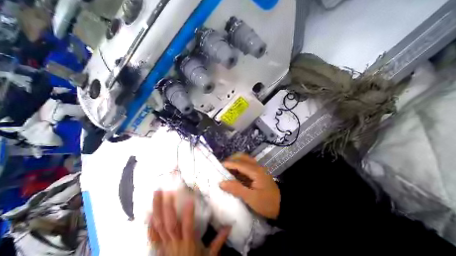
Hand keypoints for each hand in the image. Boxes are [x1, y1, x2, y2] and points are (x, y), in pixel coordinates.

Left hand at [150, 191, 231, 254]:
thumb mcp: (210, 255)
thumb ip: (219, 240)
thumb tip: (230, 226)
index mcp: (188, 242)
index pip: (188, 226)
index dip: (188, 213)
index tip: (189, 199)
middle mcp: (175, 242)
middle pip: (170, 223)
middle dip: (168, 206)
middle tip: (167, 190)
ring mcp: (165, 244)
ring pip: (159, 225)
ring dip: (157, 209)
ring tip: (156, 193)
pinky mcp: (159, 248)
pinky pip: (152, 236)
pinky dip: (150, 224)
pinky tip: (148, 212)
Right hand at [219, 153, 279, 220]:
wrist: (283, 206)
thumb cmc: (267, 203)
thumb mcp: (251, 198)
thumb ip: (236, 189)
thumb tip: (222, 183)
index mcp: (255, 171)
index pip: (239, 163)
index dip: (228, 164)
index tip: (218, 166)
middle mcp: (257, 166)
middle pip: (242, 157)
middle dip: (232, 159)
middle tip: (222, 166)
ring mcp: (258, 168)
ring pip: (245, 160)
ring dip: (236, 161)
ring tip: (227, 168)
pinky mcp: (259, 172)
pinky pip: (247, 165)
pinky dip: (240, 166)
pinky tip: (235, 172)